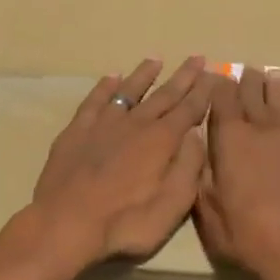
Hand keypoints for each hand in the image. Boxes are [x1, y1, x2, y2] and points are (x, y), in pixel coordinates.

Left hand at [20, 57, 216, 273]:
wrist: (66, 222)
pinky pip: (95, 101)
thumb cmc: (126, 221)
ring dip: (144, 75)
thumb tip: (196, 135)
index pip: (189, 109)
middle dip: (183, 76)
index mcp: (162, 140)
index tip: (214, 73)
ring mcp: (104, 124)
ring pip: (129, 91)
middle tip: (197, 57)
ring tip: (155, 59)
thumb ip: (189, 167)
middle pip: (164, 94)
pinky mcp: (77, 130)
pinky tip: (111, 78)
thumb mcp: (172, 204)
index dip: (203, 92)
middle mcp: (136, 123)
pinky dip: (105, 87)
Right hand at [196, 66, 279, 279]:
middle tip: (245, 69)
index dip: (218, 86)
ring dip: (273, 88)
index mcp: (231, 140)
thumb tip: (197, 151)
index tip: (216, 77)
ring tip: (270, 76)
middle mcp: (262, 130)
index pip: (223, 100)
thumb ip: (201, 178)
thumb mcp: (209, 213)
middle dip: (246, 80)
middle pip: (253, 95)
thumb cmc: (248, 235)